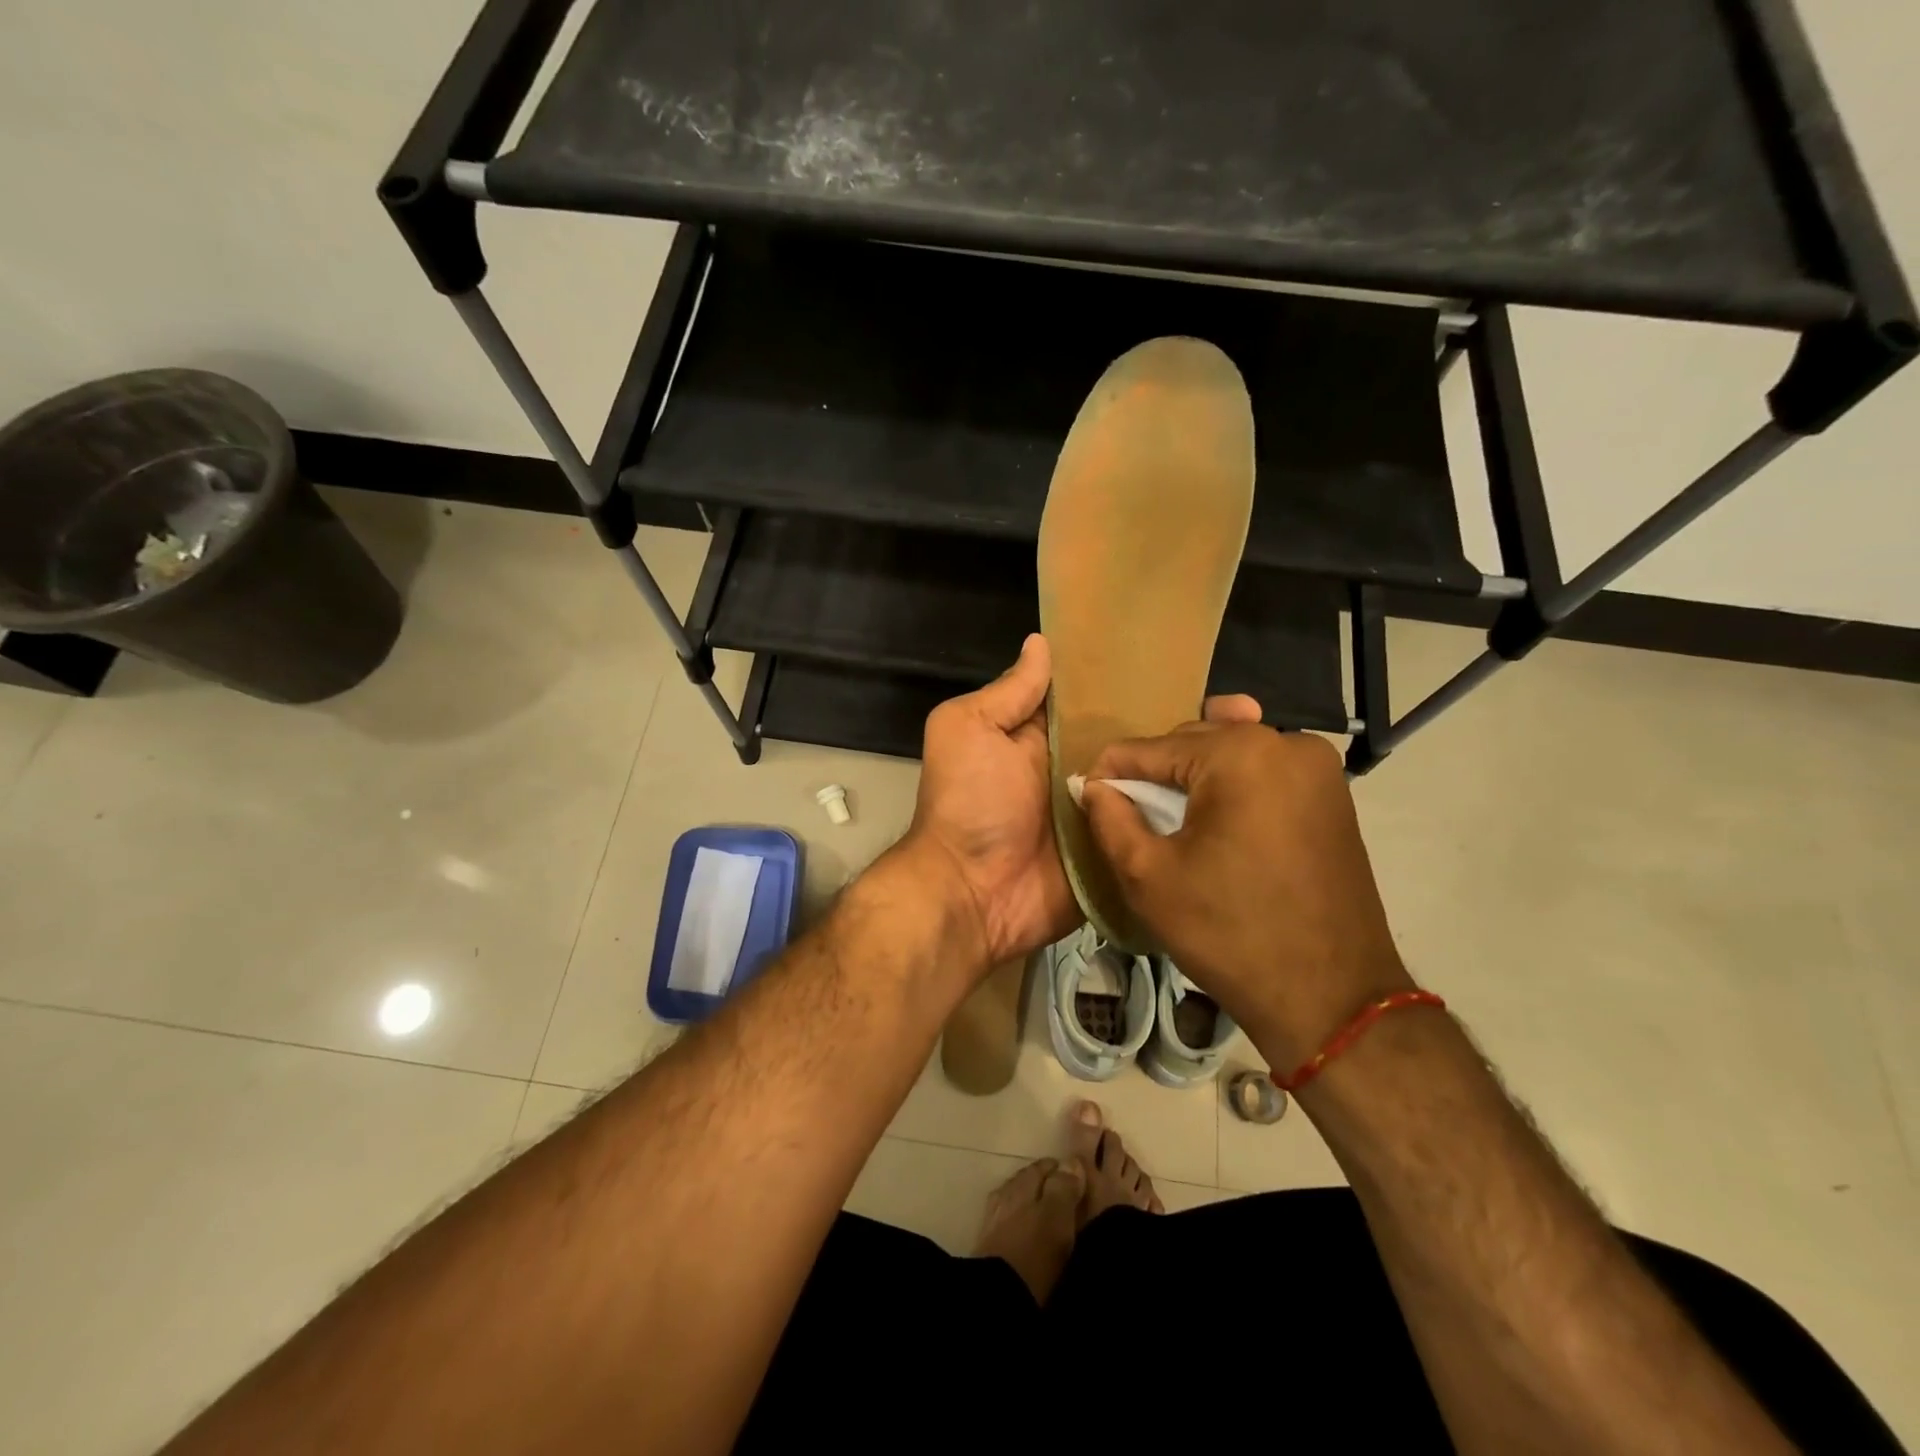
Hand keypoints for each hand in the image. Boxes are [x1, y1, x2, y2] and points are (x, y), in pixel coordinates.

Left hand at [903, 635, 1270, 976]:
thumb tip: (1041, 642)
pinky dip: (1195, 816)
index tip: (1193, 664)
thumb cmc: (969, 803)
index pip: (1102, 701)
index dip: (1140, 682)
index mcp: (1049, 737)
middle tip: (1249, 711)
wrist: (973, 895)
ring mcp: (1107, 814)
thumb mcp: (969, 730)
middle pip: (1140, 741)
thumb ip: (1009, 693)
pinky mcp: (1122, 852)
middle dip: (1188, 723)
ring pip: (1159, 783)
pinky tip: (1250, 797)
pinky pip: (1159, 829)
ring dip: (1202, 767)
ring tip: (1260, 742)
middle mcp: (1083, 771)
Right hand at [1080, 723, 1412, 1069]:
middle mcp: (1285, 742)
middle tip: (1129, 816)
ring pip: (1230, 753)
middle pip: (1192, 742)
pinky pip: (1264, 772)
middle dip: (1155, 774)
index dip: (1110, 773)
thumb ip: (1109, 818)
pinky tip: (1216, 817)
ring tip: (1169, 817)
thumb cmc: (1229, 934)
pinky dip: (1233, 786)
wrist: (1331, 998)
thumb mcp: (1147, 877)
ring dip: (1194, 777)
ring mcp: (1318, 766)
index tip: (1087, 799)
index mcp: (1239, 754)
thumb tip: (1092, 785)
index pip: (1149, 748)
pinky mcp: (1333, 793)